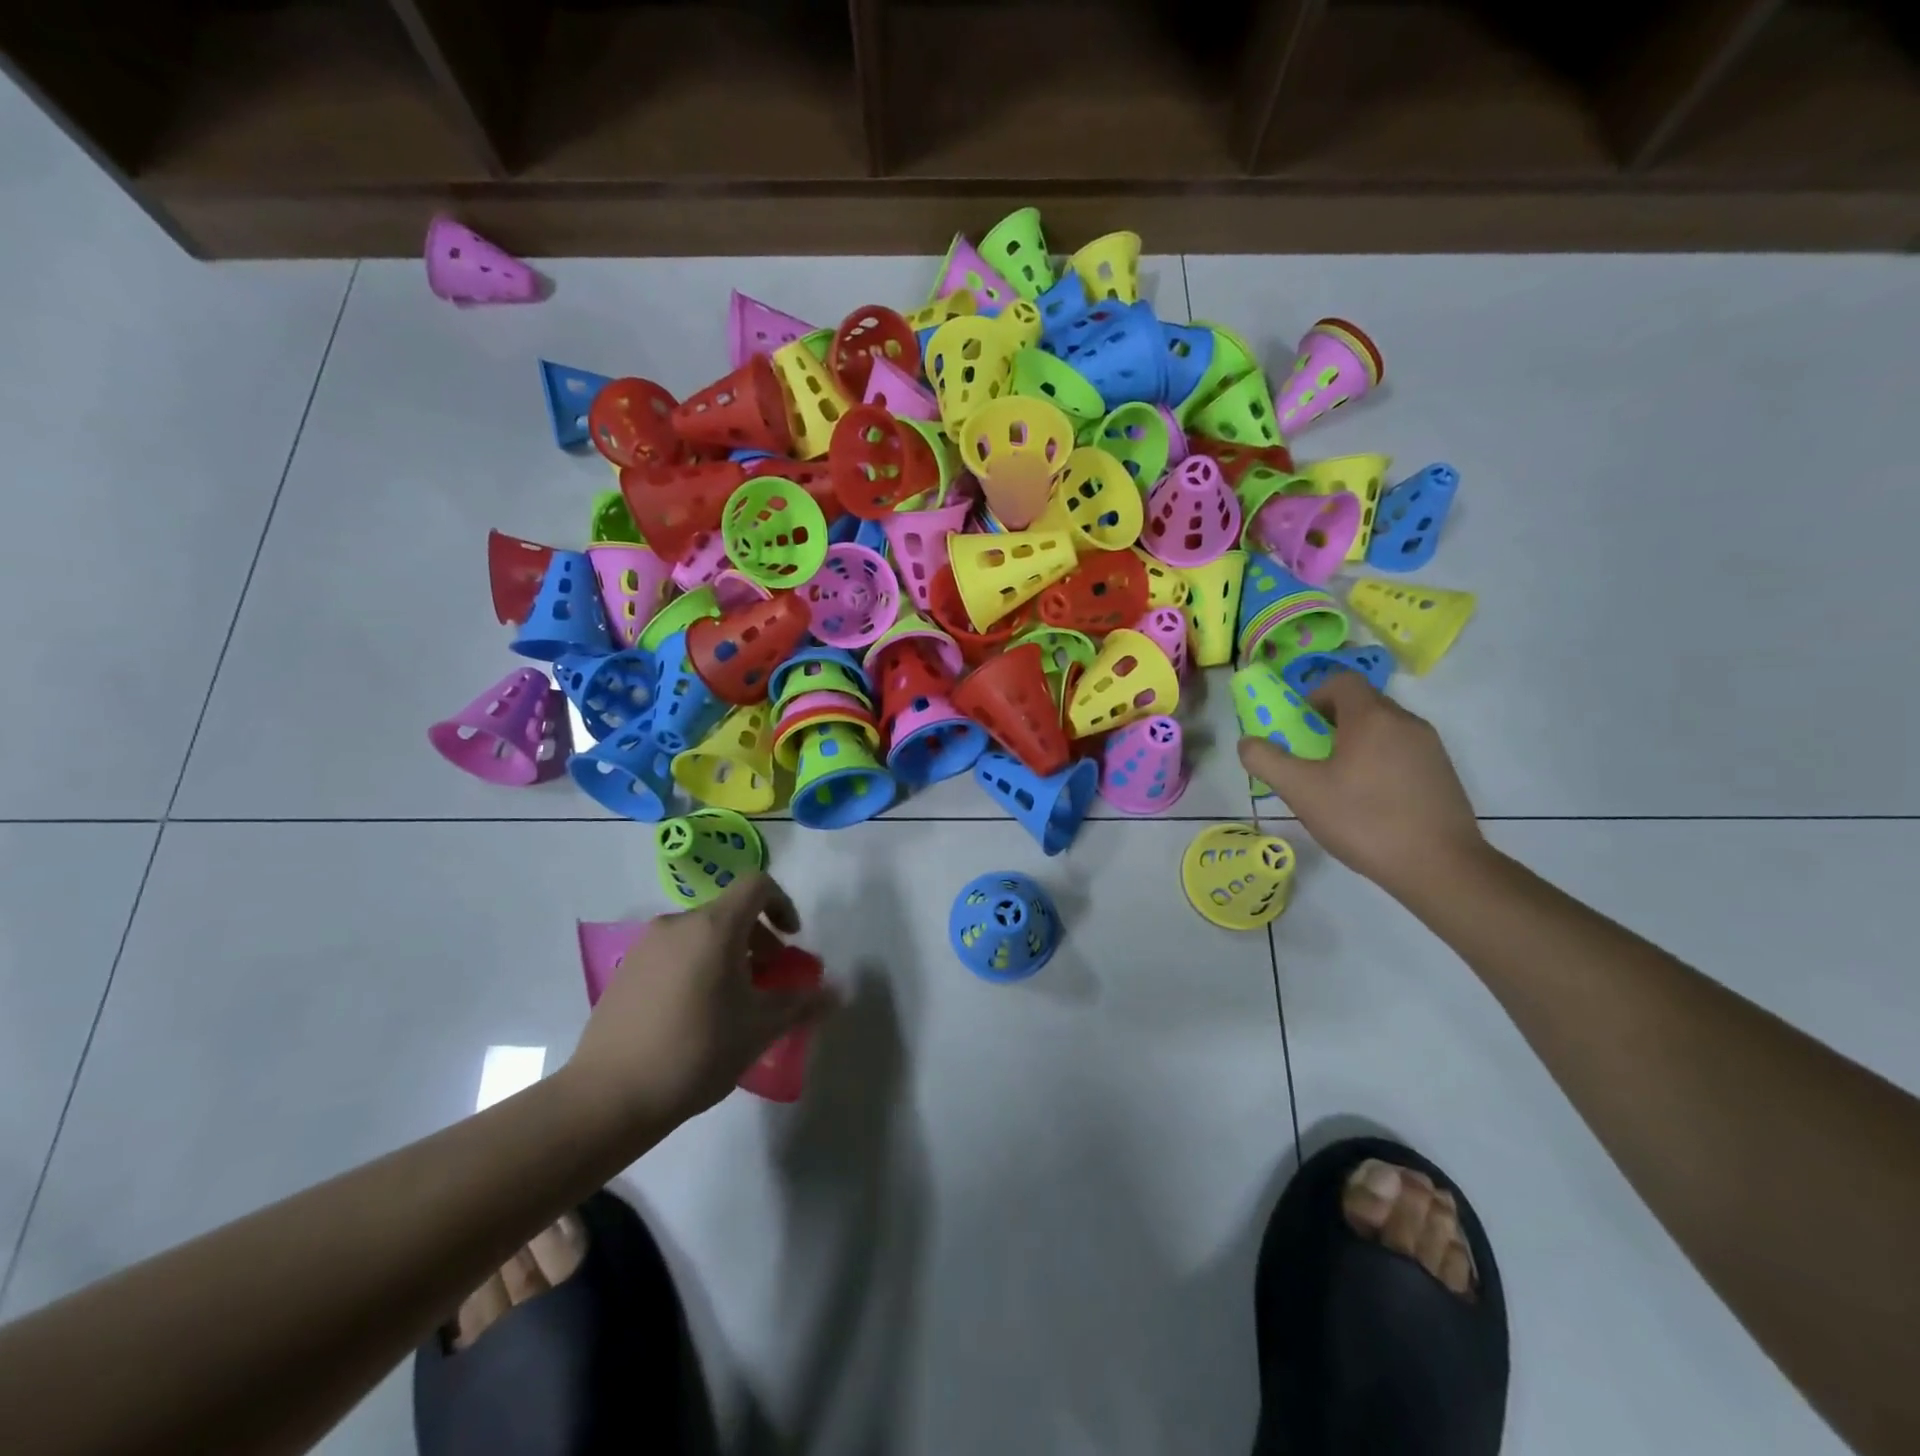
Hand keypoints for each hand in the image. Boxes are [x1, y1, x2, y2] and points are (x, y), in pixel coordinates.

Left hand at [565, 874, 836, 1127]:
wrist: (608, 1097)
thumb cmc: (697, 1052)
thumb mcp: (760, 1029)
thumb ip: (802, 1003)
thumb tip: (837, 993)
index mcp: (714, 927)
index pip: (757, 885)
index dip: (783, 904)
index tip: (792, 940)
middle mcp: (678, 924)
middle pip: (730, 911)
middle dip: (759, 939)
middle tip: (770, 980)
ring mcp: (646, 946)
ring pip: (702, 933)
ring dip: (729, 954)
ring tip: (735, 1001)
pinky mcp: (626, 971)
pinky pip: (675, 952)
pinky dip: (698, 966)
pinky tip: (697, 1014)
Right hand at [1239, 672, 1483, 896]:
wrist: (1439, 866)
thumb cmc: (1364, 820)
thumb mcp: (1301, 792)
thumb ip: (1267, 761)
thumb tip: (1247, 742)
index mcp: (1371, 717)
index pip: (1341, 681)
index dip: (1314, 696)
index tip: (1300, 728)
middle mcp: (1405, 721)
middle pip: (1362, 704)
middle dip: (1331, 722)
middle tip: (1312, 758)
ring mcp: (1430, 747)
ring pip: (1383, 729)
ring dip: (1356, 743)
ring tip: (1339, 783)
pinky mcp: (1443, 772)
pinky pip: (1402, 751)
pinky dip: (1380, 762)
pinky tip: (1371, 801)